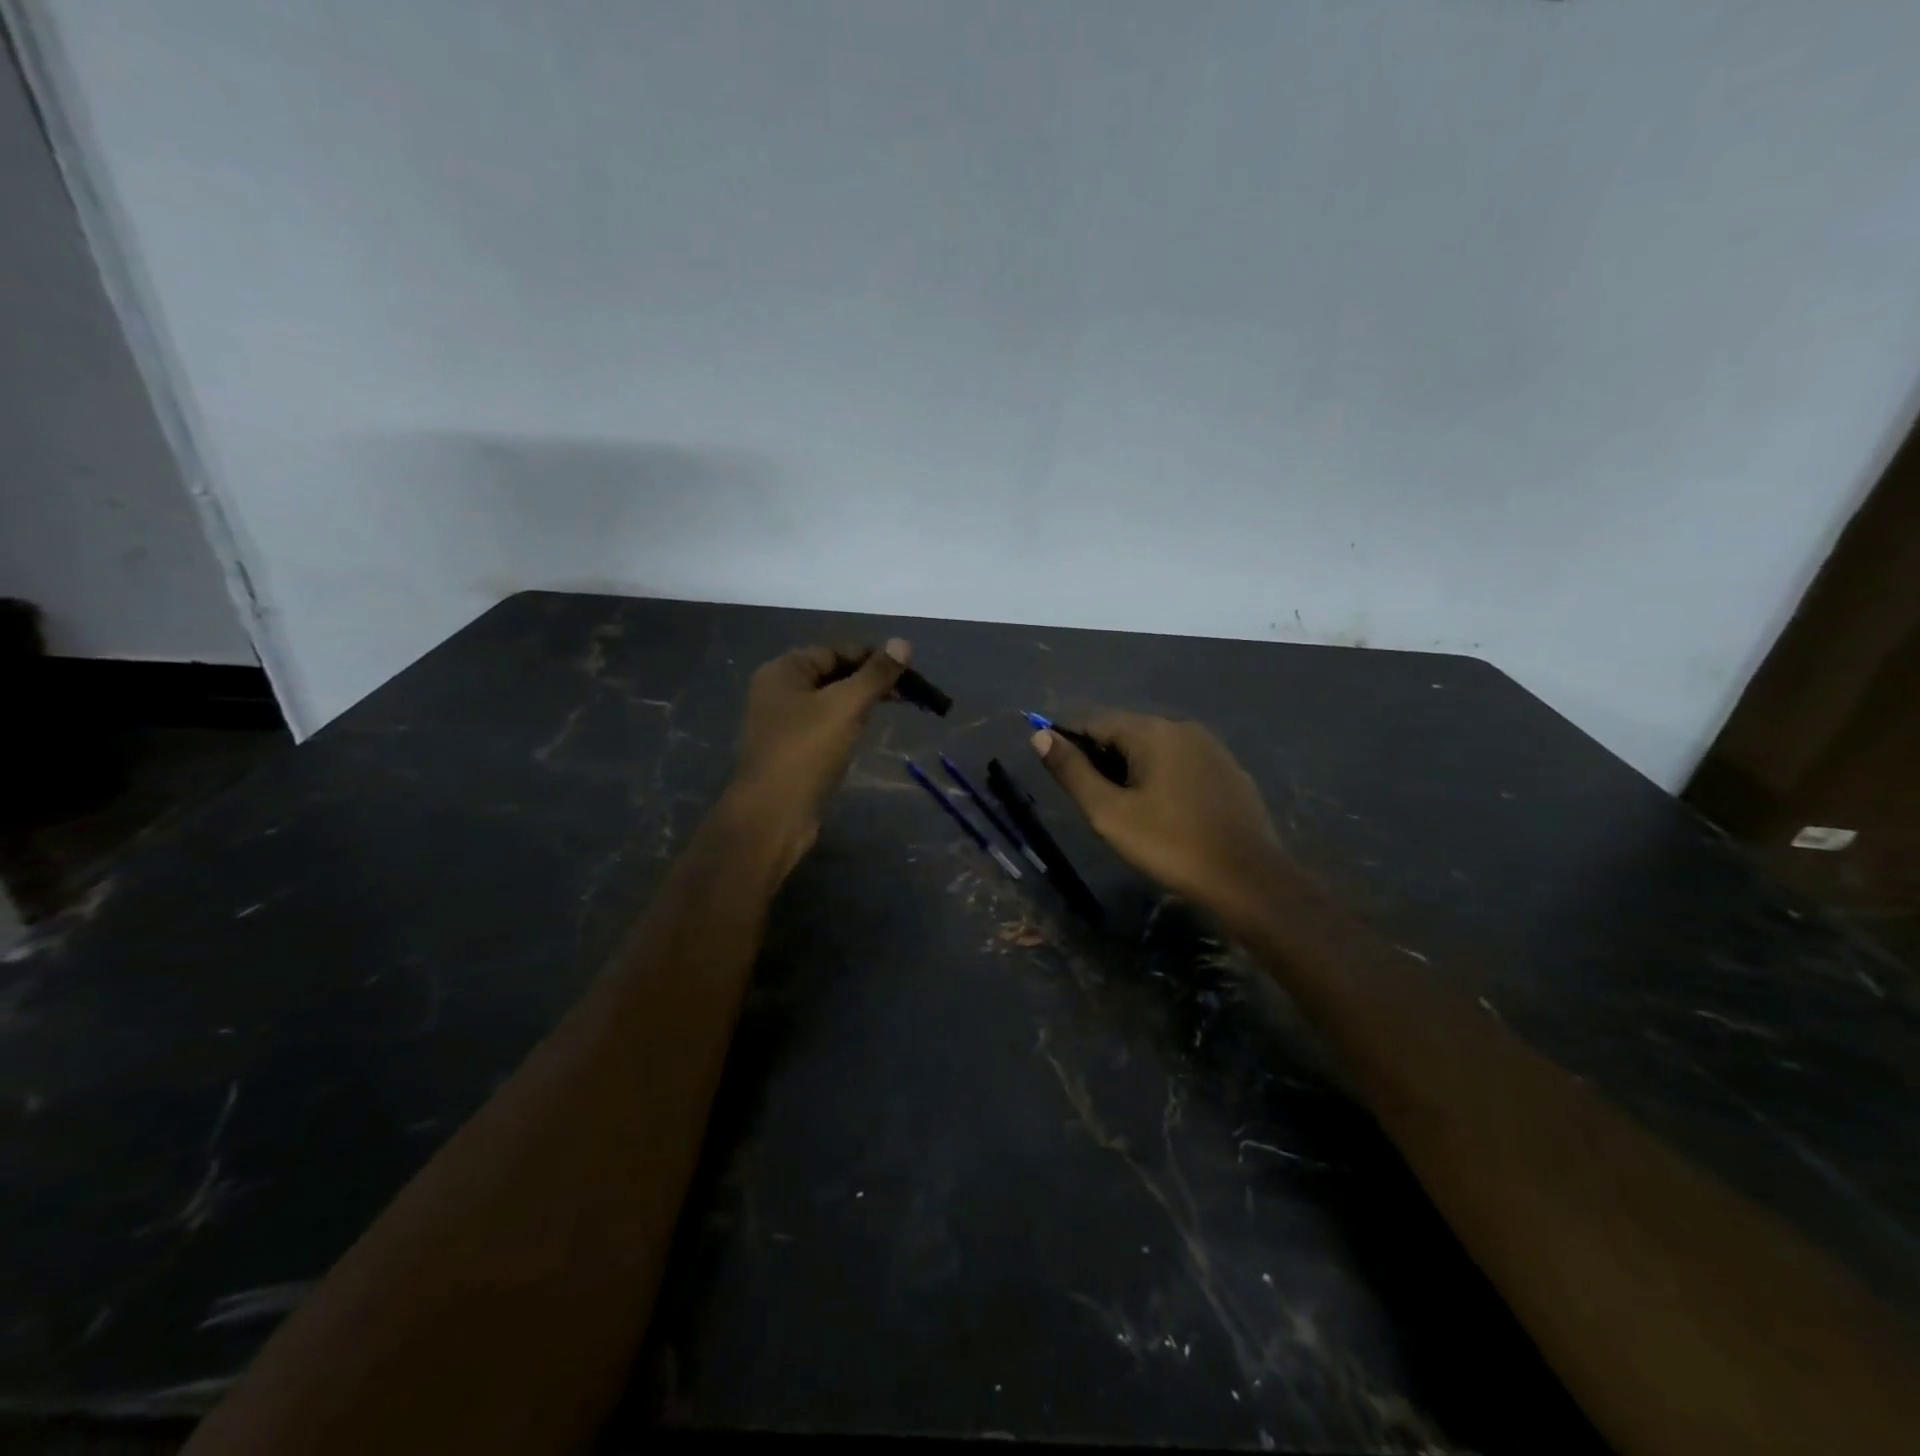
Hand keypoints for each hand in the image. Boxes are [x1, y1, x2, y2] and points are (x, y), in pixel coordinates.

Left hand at [729, 640, 910, 854]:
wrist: (773, 815)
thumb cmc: (807, 751)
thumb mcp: (846, 706)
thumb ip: (876, 674)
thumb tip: (903, 642)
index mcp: (783, 671)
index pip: (835, 651)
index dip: (872, 657)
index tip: (908, 671)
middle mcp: (779, 691)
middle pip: (833, 674)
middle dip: (871, 681)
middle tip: (911, 694)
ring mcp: (784, 723)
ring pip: (831, 702)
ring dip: (862, 702)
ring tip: (897, 710)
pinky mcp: (793, 750)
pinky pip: (825, 726)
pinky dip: (848, 724)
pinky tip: (867, 732)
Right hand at [1032, 713, 1291, 925]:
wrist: (1247, 879)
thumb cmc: (1169, 845)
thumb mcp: (1108, 813)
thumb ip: (1072, 772)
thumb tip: (1039, 736)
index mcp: (1151, 731)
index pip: (1094, 721)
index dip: (1067, 740)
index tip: (1054, 767)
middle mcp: (1182, 727)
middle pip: (1126, 731)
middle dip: (1101, 756)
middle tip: (1090, 798)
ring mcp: (1211, 747)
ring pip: (1155, 747)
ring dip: (1131, 767)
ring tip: (1122, 806)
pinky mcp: (1229, 770)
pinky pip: (1181, 763)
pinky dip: (1161, 776)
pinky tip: (1161, 809)